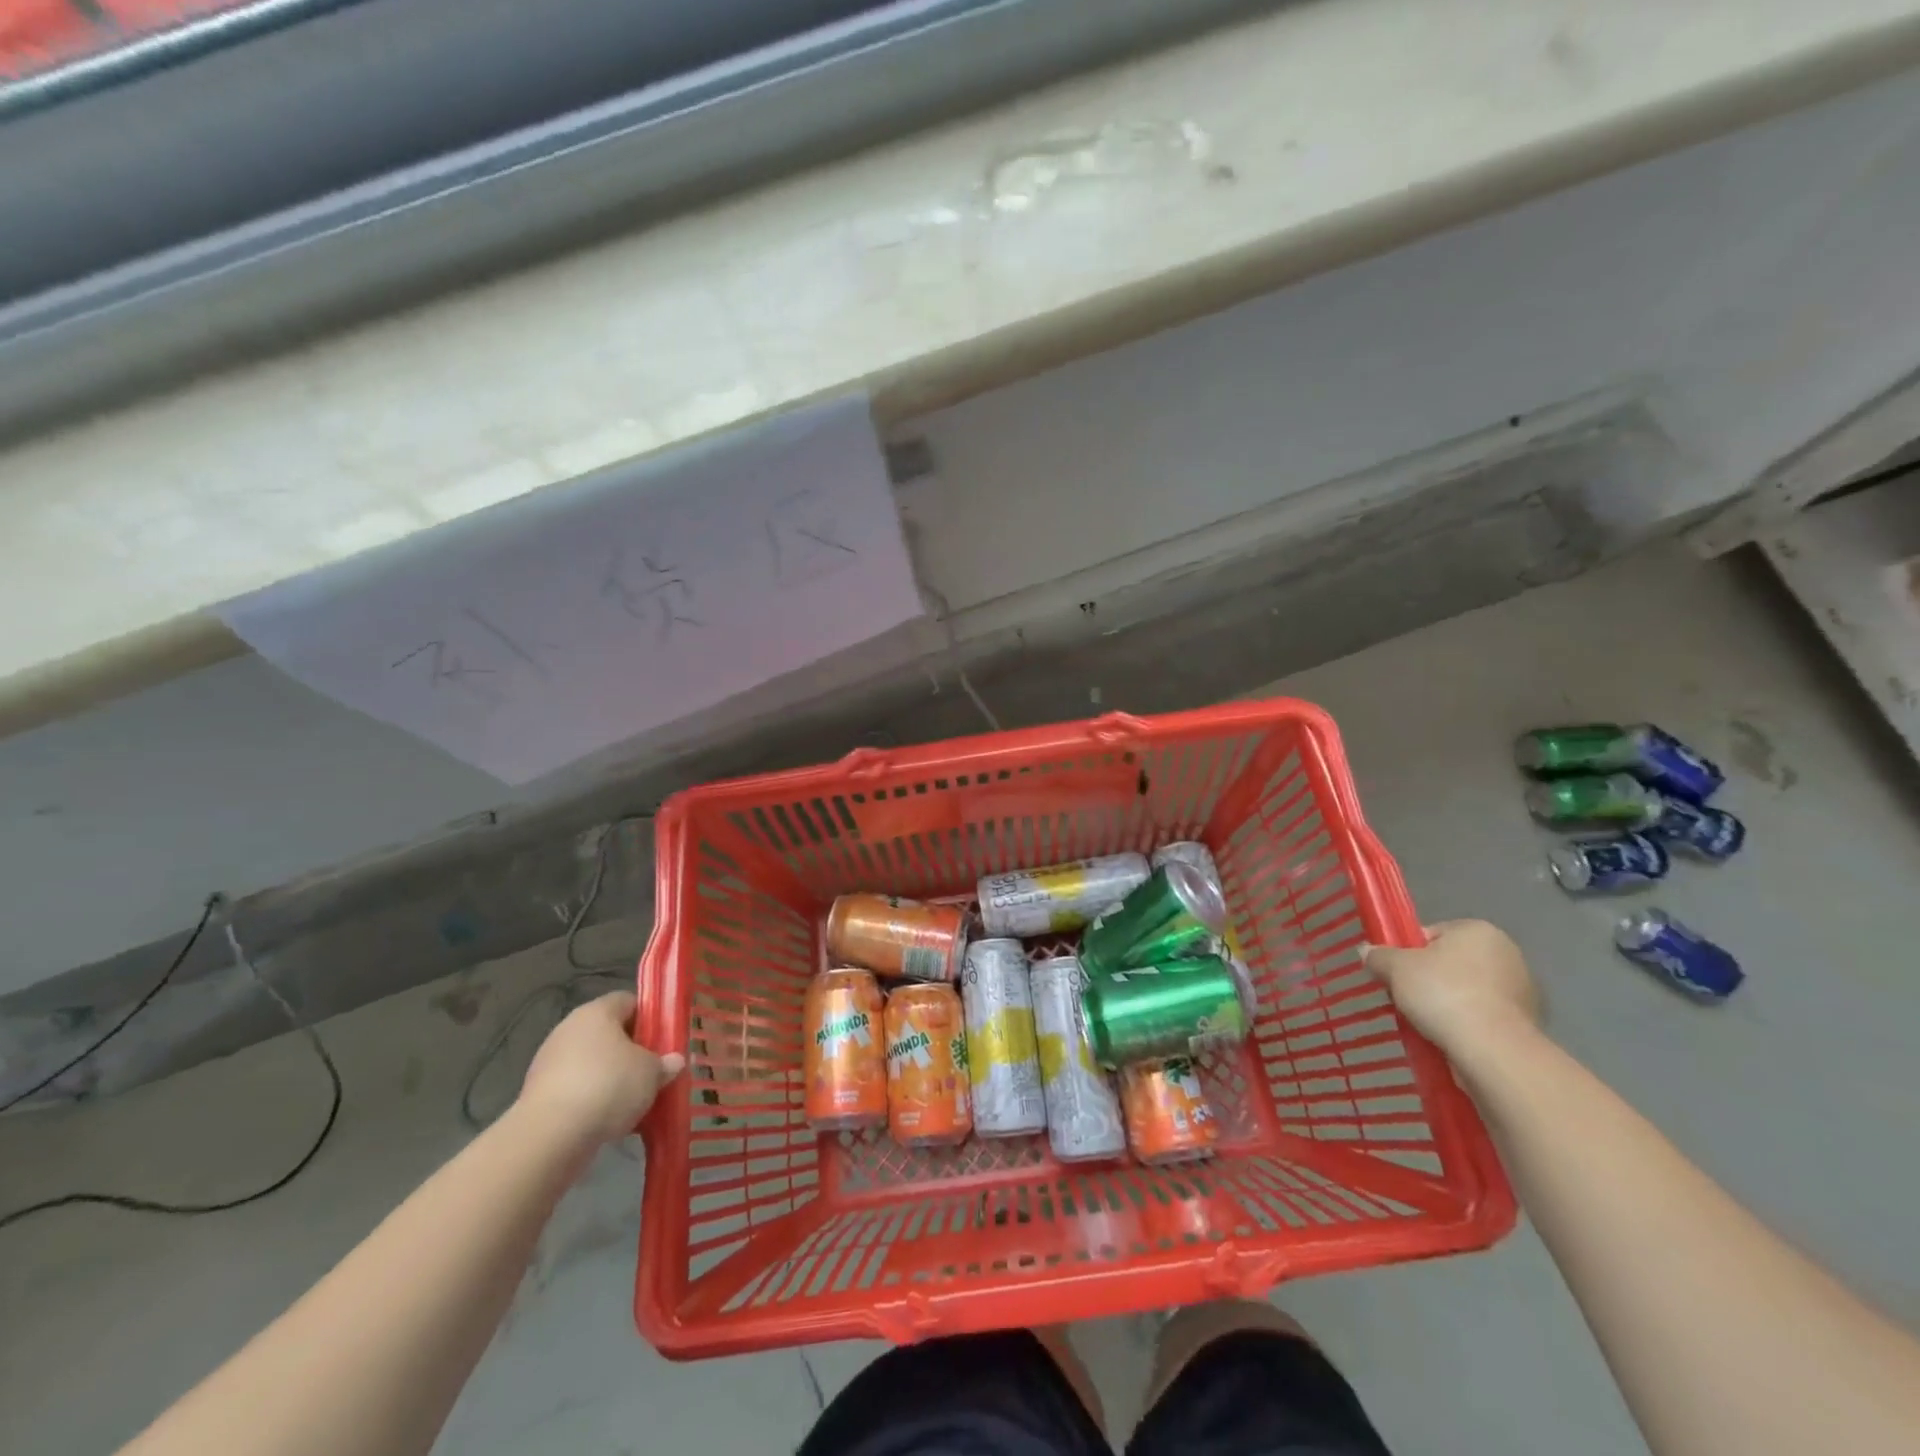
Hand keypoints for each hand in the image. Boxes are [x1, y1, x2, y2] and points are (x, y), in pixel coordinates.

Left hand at [518, 992, 684, 1144]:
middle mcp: (569, 1029)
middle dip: (632, 1052)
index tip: (666, 1039)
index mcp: (597, 1011)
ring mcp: (549, 1062)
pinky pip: (576, 1090)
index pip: (629, 1001)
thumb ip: (665, 1063)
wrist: (550, 1137)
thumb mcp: (652, 1072)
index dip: (650, 1017)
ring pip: (592, 1064)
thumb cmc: (609, 1086)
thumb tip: (674, 1061)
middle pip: (609, 1033)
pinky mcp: (538, 1096)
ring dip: (612, 1078)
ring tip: (635, 1101)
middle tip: (654, 1070)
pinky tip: (610, 1120)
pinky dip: (592, 1100)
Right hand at [1364, 920, 1539, 1058]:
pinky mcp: (1528, 1023)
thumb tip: (1367, 951)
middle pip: (1451, 962)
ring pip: (1468, 990)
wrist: (1492, 1050)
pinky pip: (1484, 1016)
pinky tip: (1451, 1037)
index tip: (1396, 974)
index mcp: (1478, 930)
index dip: (1408, 953)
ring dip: (1449, 1002)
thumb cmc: (1443, 994)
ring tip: (1427, 1023)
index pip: (1431, 934)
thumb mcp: (1395, 968)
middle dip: (1429, 979)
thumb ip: (1379, 955)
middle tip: (1406, 998)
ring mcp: (1523, 989)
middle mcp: (1507, 953)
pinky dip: (1468, 1023)